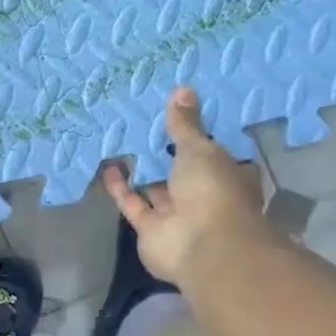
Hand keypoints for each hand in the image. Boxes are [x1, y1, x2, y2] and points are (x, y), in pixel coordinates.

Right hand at [102, 86, 270, 287]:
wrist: (202, 246)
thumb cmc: (212, 190)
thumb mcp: (200, 148)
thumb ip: (185, 124)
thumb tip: (182, 89)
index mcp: (228, 175)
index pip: (214, 152)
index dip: (198, 135)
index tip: (179, 114)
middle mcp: (204, 196)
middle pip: (182, 171)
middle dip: (165, 152)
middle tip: (143, 123)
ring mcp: (178, 216)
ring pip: (156, 188)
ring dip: (141, 169)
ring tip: (121, 141)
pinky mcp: (151, 230)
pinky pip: (133, 204)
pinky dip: (121, 188)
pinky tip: (108, 166)